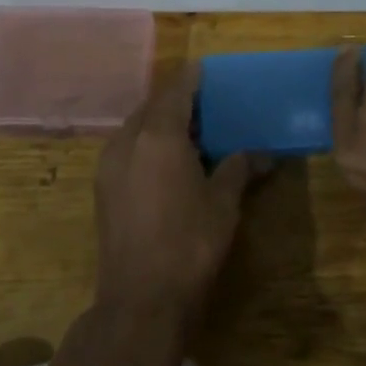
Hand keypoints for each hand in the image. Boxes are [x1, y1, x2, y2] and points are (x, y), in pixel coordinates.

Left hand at [95, 64, 263, 339]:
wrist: (141, 299)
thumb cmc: (190, 243)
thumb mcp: (223, 203)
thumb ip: (239, 168)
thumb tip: (262, 153)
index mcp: (159, 137)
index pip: (176, 92)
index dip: (191, 78)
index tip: (204, 67)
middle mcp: (128, 142)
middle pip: (151, 107)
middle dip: (175, 100)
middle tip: (203, 101)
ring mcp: (109, 166)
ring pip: (135, 128)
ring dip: (158, 122)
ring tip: (188, 130)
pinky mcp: (103, 189)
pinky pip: (126, 149)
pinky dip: (146, 143)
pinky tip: (166, 160)